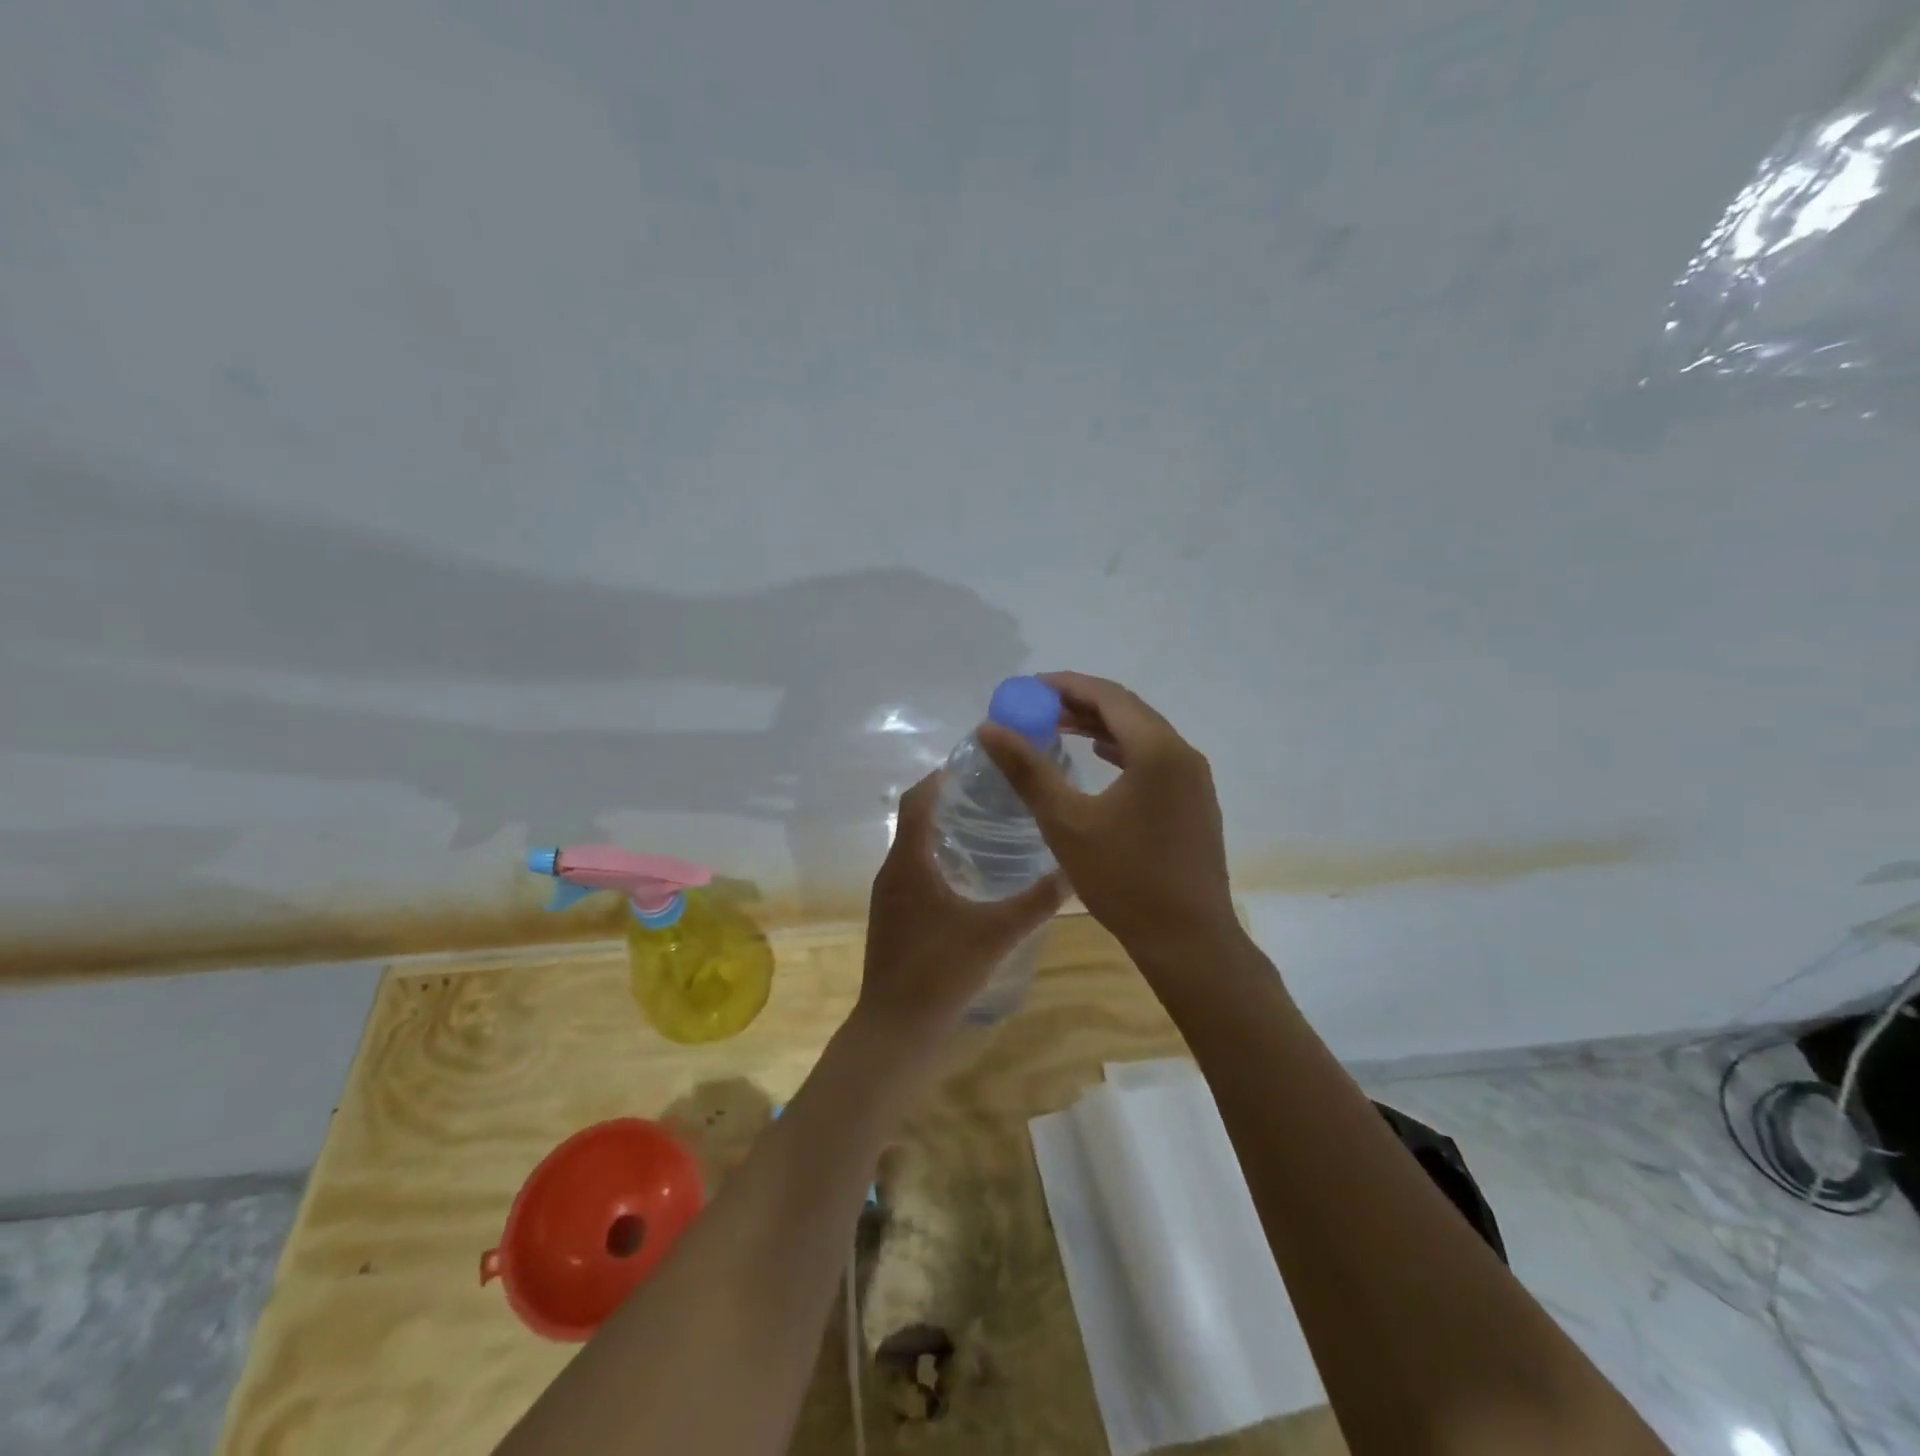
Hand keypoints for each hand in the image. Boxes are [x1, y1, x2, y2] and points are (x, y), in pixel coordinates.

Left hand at [856, 772, 1065, 1041]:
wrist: (895, 1029)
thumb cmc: (940, 972)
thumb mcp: (997, 934)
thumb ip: (1036, 902)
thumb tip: (1073, 870)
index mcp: (909, 862)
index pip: (917, 799)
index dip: (942, 776)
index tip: (978, 765)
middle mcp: (892, 870)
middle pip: (916, 819)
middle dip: (950, 801)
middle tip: (995, 795)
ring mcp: (888, 896)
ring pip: (914, 847)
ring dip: (943, 831)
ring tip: (989, 828)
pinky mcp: (892, 917)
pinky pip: (913, 871)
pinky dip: (937, 859)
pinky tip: (971, 878)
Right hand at [979, 672, 1235, 962]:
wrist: (1188, 939)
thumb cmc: (1124, 879)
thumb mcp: (1066, 822)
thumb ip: (1028, 770)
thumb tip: (990, 728)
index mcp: (1157, 750)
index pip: (1108, 697)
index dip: (1066, 685)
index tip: (1030, 687)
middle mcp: (1183, 754)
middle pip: (1128, 711)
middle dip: (1081, 703)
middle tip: (1038, 707)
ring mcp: (1195, 780)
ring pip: (1143, 735)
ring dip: (1101, 727)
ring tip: (1059, 729)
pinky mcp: (1195, 802)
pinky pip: (1155, 759)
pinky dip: (1122, 750)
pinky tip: (1100, 760)